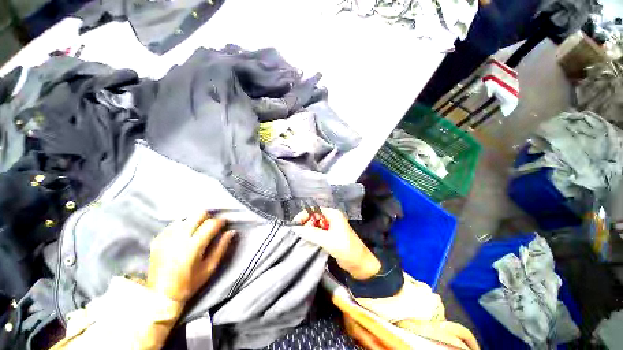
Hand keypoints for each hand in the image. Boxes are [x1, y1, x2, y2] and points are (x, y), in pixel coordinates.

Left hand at [146, 211, 234, 301]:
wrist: (159, 296)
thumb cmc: (189, 283)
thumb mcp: (209, 268)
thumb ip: (221, 247)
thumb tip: (231, 231)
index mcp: (193, 246)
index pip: (211, 223)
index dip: (221, 221)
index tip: (224, 224)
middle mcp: (179, 238)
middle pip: (198, 214)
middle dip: (208, 218)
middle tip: (211, 227)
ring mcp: (166, 237)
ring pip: (186, 218)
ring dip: (195, 222)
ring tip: (197, 232)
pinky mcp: (157, 239)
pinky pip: (174, 224)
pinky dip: (182, 227)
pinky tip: (183, 237)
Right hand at [294, 208, 379, 279]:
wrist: (360, 264)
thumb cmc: (346, 249)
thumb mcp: (328, 240)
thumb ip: (311, 233)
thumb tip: (296, 228)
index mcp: (333, 214)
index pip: (314, 210)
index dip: (304, 215)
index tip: (295, 224)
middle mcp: (332, 218)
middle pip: (314, 217)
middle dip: (306, 224)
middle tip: (299, 235)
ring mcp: (331, 227)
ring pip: (315, 225)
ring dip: (308, 231)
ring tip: (302, 239)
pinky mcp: (330, 236)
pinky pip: (318, 233)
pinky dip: (312, 236)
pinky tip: (308, 242)